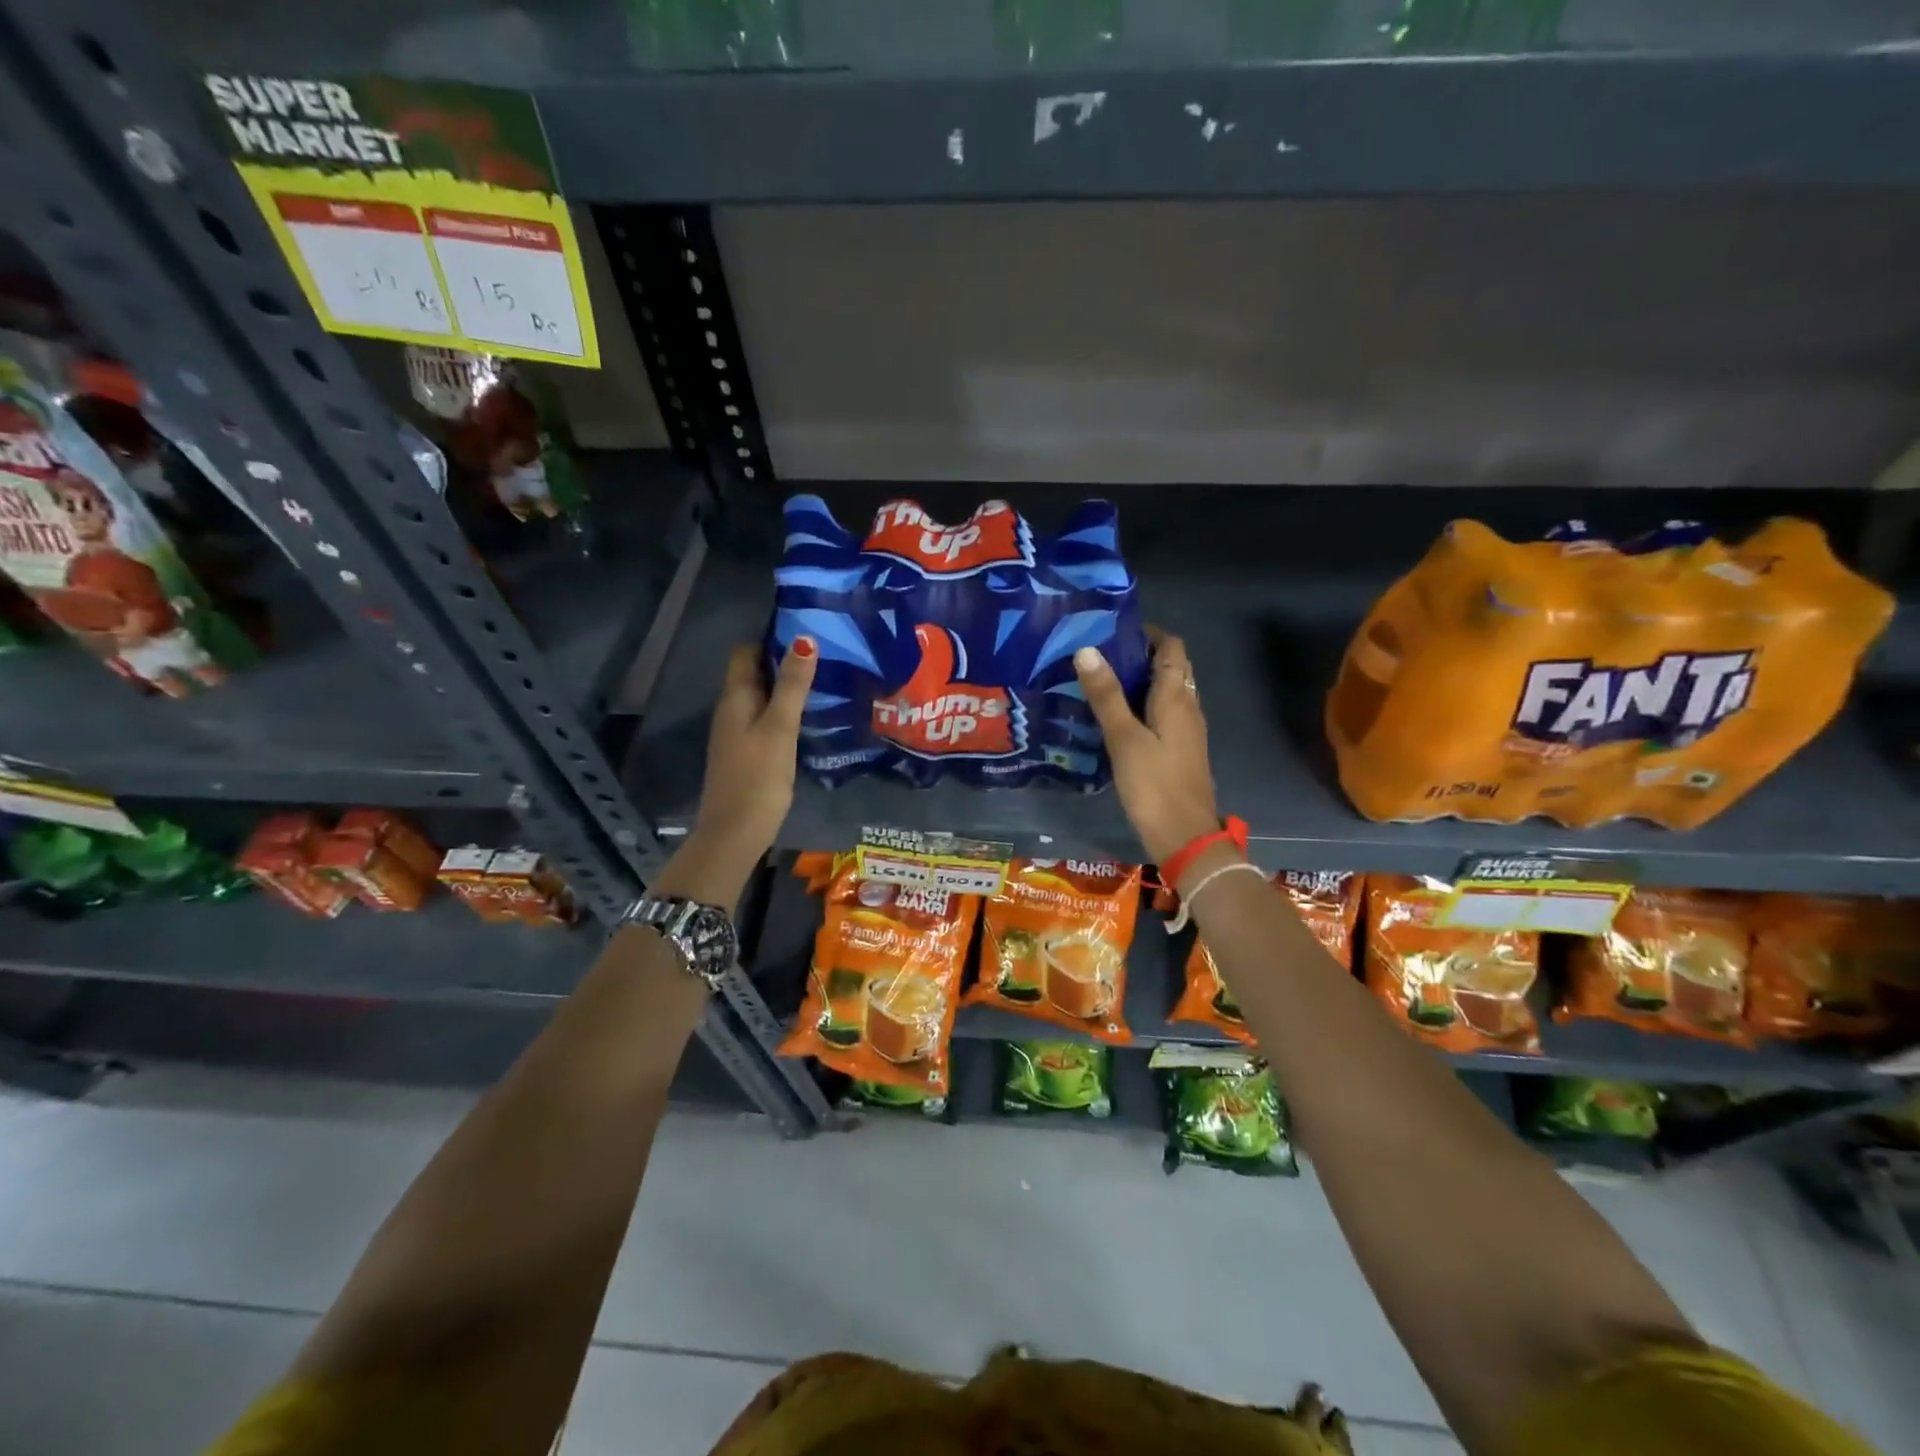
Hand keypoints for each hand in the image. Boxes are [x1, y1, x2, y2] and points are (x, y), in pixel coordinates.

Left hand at [683, 639, 816, 885]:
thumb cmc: (758, 777)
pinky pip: (765, 720)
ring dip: (787, 687)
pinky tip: (810, 717)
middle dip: (784, 661)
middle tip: (826, 653)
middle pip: (755, 673)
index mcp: (735, 698)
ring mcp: (738, 733)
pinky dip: (785, 711)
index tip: (806, 631)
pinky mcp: (748, 753)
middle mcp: (732, 710)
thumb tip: (805, 639)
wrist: (734, 833)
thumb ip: (793, 686)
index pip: (746, 652)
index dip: (771, 639)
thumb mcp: (779, 728)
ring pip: (762, 698)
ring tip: (825, 680)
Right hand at [1074, 628, 1221, 864]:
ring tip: (1100, 680)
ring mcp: (1186, 731)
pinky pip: (1163, 714)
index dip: (1148, 633)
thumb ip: (1106, 695)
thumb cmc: (1154, 785)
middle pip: (1171, 668)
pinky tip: (1115, 718)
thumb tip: (1086, 649)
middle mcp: (1187, 707)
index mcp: (1177, 698)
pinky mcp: (1179, 751)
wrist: (1184, 837)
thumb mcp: (1123, 738)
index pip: (1171, 648)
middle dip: (1140, 655)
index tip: (1113, 629)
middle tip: (1099, 654)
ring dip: (1140, 681)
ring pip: (1167, 692)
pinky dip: (1142, 705)